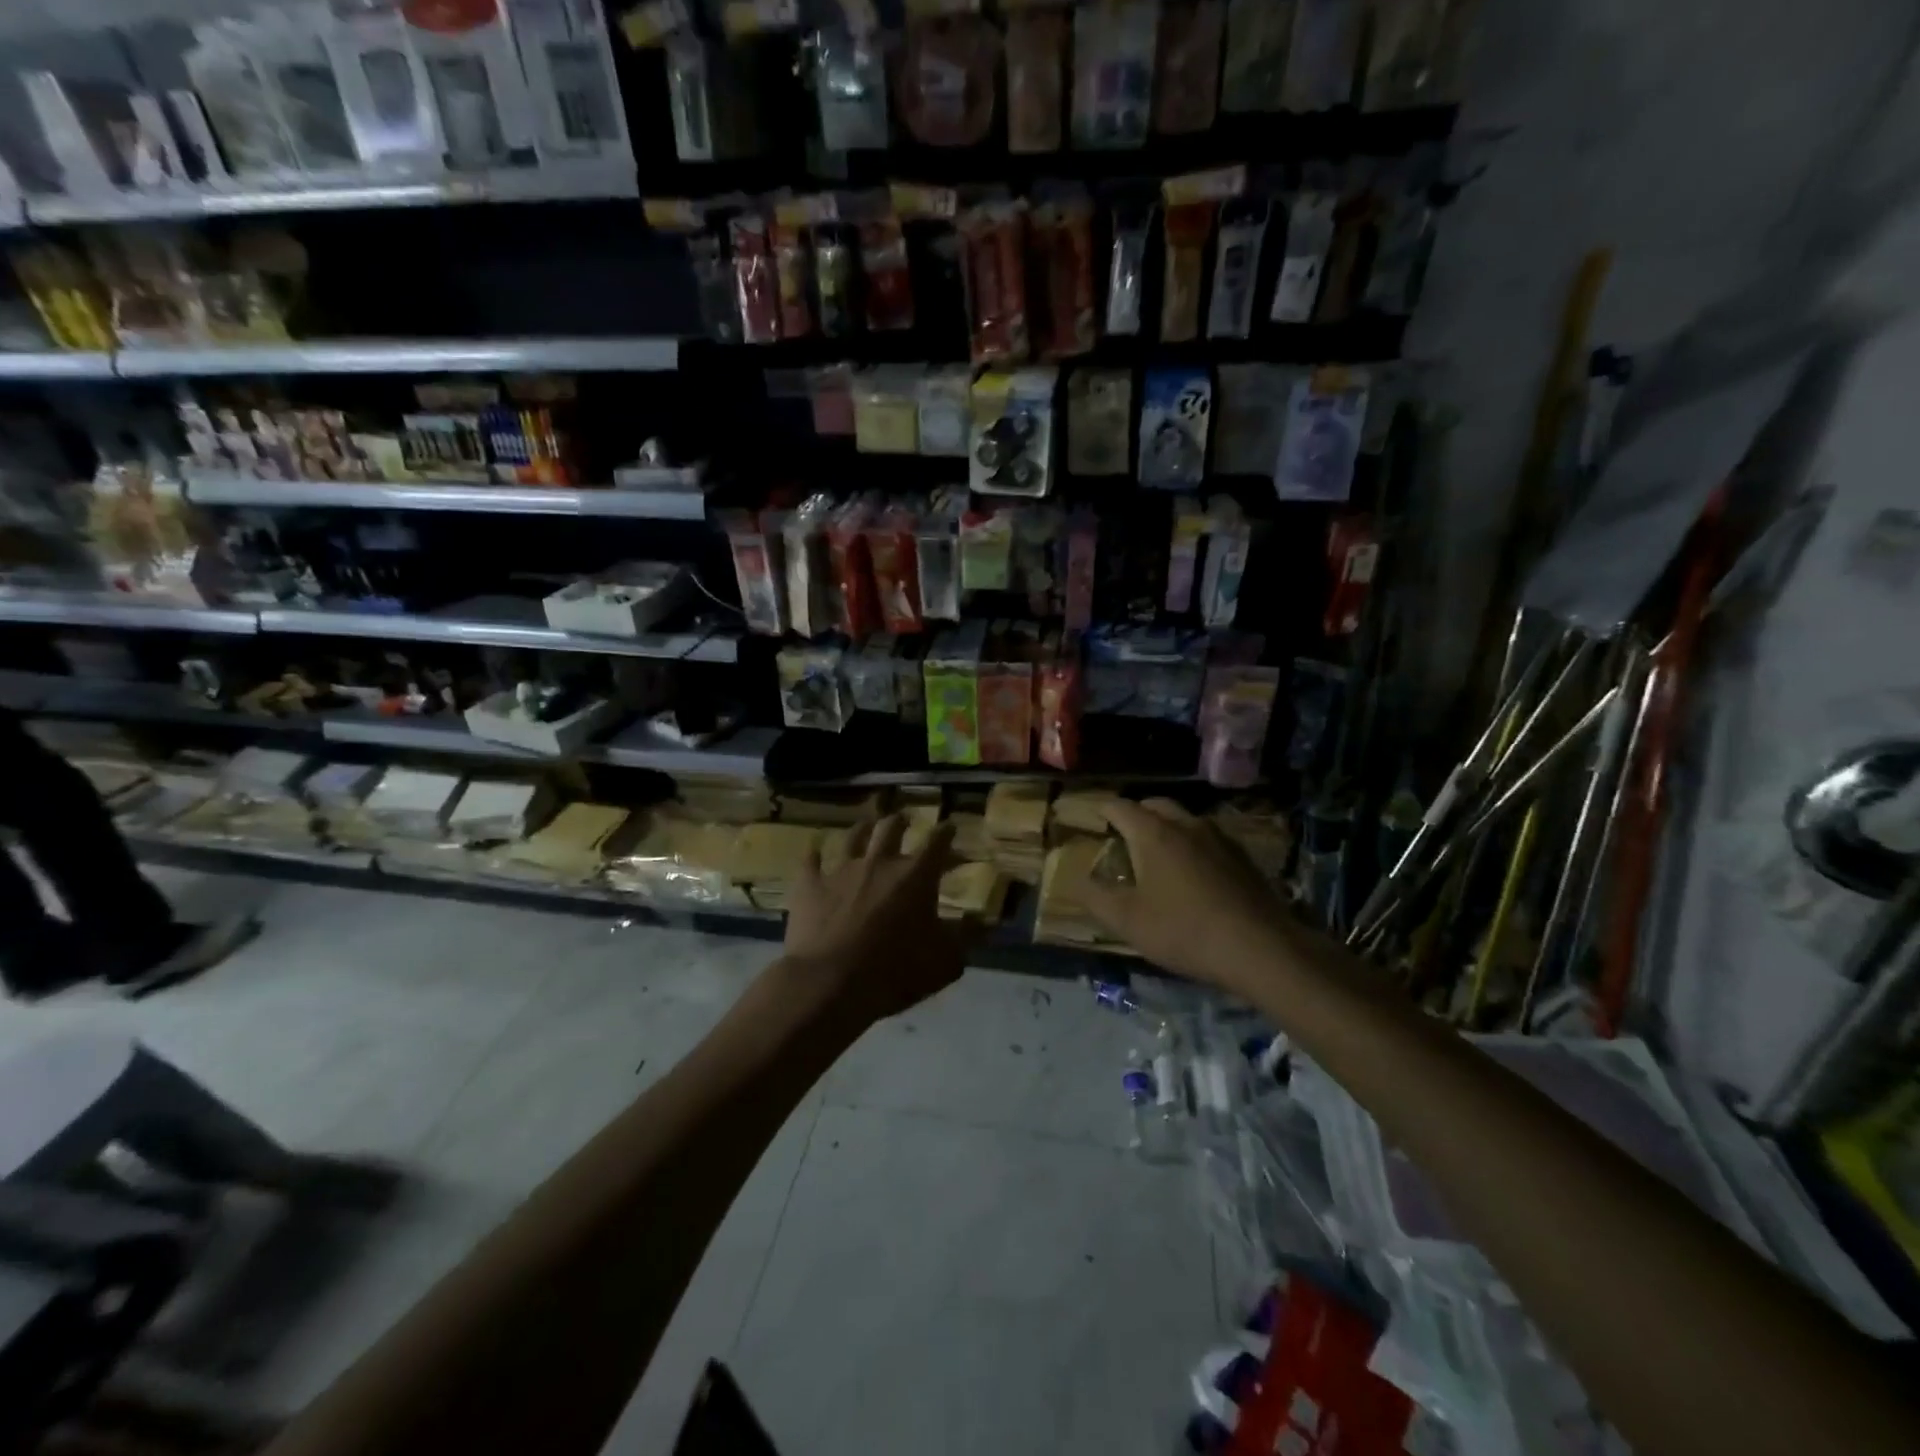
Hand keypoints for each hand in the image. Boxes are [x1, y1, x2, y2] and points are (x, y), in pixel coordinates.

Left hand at [778, 813, 975, 1027]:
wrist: (830, 982)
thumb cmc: (895, 971)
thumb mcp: (944, 961)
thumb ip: (967, 937)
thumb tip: (985, 921)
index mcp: (916, 876)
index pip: (937, 842)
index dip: (946, 832)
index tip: (950, 825)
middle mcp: (880, 862)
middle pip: (892, 828)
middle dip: (902, 821)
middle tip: (906, 818)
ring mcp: (841, 870)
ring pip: (854, 837)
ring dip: (863, 828)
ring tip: (867, 825)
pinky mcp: (810, 885)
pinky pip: (811, 860)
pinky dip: (815, 853)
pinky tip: (814, 849)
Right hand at [1081, 798, 1289, 995]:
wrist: (1261, 949)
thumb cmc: (1183, 930)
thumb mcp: (1127, 921)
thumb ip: (1094, 897)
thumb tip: (1075, 880)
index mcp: (1154, 833)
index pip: (1119, 806)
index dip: (1100, 808)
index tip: (1089, 815)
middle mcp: (1187, 824)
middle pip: (1155, 805)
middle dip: (1135, 813)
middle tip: (1121, 833)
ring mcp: (1220, 839)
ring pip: (1185, 820)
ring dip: (1166, 827)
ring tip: (1155, 852)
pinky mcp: (1243, 858)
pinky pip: (1207, 839)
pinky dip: (1191, 845)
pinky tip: (1192, 873)